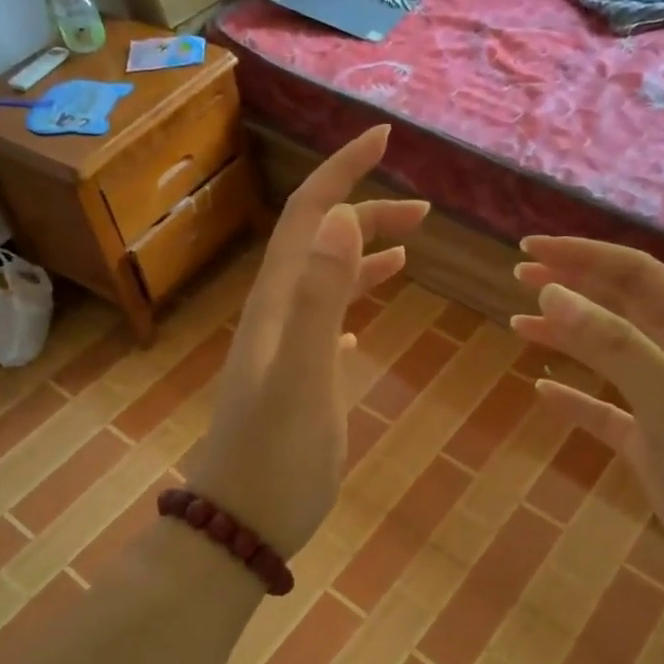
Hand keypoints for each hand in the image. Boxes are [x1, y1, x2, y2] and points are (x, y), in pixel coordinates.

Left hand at [187, 126, 427, 559]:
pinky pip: (326, 328)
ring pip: (326, 284)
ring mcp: (285, 351)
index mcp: (279, 304)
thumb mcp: (303, 378)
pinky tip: (367, 323)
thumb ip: (321, 298)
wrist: (238, 525)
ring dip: (363, 258)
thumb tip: (343, 217)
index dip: (343, 172)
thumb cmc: (276, 458)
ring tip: (409, 250)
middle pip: (321, 244)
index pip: (310, 216)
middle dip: (366, 213)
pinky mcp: (297, 383)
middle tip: (424, 210)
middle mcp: (278, 317)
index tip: (383, 138)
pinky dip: (351, 308)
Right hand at [510, 236, 663, 619]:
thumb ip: (615, 345)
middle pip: (624, 309)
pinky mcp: (657, 453)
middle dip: (574, 287)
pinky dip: (575, 399)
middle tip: (519, 277)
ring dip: (569, 337)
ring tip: (520, 324)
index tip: (529, 251)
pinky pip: (607, 413)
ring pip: (612, 359)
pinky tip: (544, 392)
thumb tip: (553, 292)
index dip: (583, 257)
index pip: (637, 277)